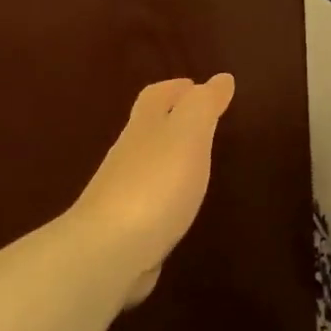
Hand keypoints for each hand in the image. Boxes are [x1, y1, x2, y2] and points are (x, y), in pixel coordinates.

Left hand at [71, 74, 235, 307]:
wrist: (109, 251)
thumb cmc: (155, 185)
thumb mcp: (188, 134)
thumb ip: (204, 106)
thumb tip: (220, 78)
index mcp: (144, 129)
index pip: (156, 97)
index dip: (174, 88)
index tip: (194, 85)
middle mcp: (128, 157)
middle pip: (147, 130)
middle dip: (170, 121)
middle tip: (200, 122)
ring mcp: (123, 195)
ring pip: (148, 166)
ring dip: (169, 160)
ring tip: (196, 164)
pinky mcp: (126, 230)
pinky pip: (149, 203)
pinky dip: (164, 196)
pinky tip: (178, 208)